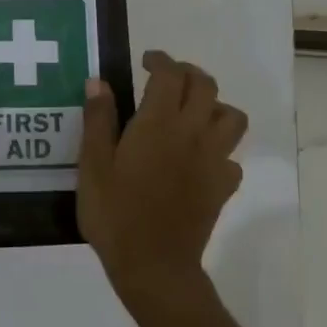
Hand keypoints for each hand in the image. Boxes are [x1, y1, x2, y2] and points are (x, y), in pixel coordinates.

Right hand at [77, 51, 247, 310]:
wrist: (154, 266)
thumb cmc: (115, 214)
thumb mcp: (93, 166)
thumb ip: (98, 120)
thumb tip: (99, 82)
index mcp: (158, 124)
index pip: (170, 74)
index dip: (160, 60)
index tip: (146, 61)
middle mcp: (193, 133)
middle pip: (206, 86)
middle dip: (188, 73)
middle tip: (166, 79)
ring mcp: (214, 160)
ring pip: (232, 117)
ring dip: (214, 107)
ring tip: (191, 114)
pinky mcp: (223, 186)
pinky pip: (232, 157)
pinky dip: (220, 150)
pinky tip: (200, 160)